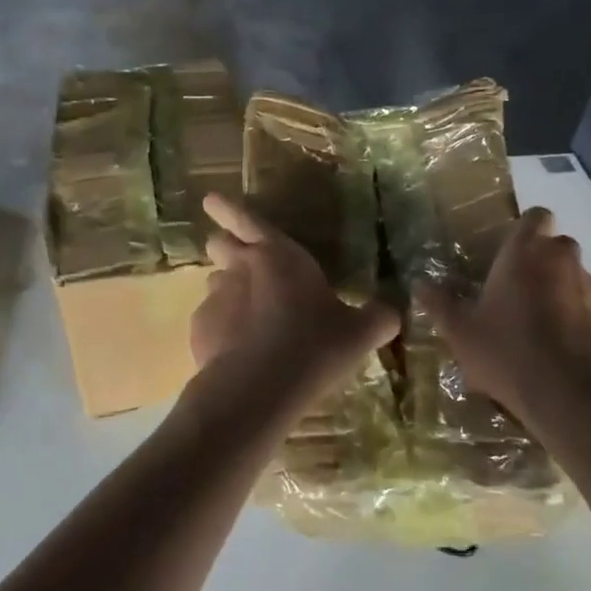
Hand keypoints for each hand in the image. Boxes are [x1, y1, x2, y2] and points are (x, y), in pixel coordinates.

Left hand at [193, 193, 399, 401]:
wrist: (258, 390)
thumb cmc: (314, 346)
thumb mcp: (361, 333)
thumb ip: (378, 316)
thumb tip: (392, 311)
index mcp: (278, 255)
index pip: (246, 219)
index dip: (228, 208)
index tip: (211, 200)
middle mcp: (240, 268)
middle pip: (220, 245)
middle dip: (226, 248)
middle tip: (242, 262)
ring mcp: (214, 299)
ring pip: (214, 283)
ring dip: (228, 292)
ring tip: (248, 318)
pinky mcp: (199, 331)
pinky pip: (209, 322)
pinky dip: (221, 330)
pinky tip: (239, 353)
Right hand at [417, 208, 590, 419]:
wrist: (572, 396)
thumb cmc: (507, 352)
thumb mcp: (460, 332)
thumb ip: (439, 304)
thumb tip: (419, 284)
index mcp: (525, 253)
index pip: (536, 216)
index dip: (527, 229)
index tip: (513, 252)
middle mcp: (563, 260)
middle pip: (557, 247)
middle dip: (543, 264)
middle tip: (520, 295)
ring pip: (577, 279)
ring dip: (563, 293)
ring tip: (544, 330)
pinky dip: (583, 321)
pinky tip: (567, 352)